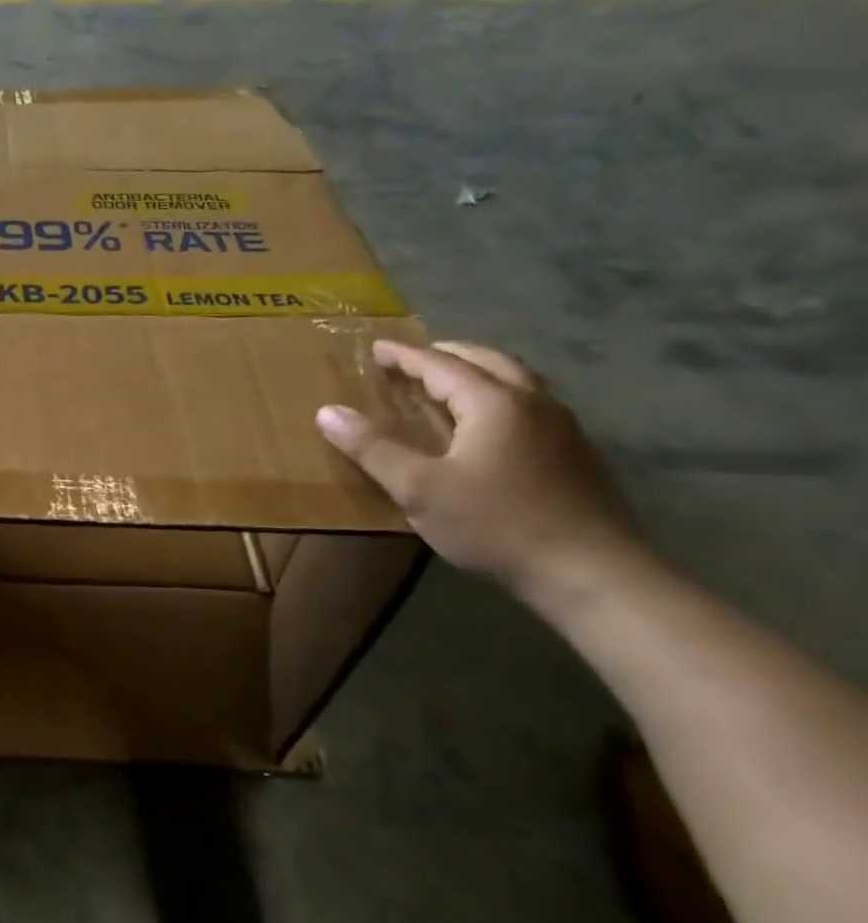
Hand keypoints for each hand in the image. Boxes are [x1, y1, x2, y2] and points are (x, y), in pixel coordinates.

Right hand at [316, 340, 644, 611]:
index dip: (405, 356)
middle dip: (448, 355)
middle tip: (415, 359)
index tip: (377, 348)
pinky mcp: (576, 456)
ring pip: (516, 382)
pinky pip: (530, 407)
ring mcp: (562, 429)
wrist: (594, 575)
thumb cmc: (497, 525)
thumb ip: (373, 448)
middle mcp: (533, 404)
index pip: (441, 364)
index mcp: (494, 403)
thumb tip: (327, 412)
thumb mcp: (420, 489)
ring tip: (449, 384)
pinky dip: (499, 398)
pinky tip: (488, 426)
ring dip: (478, 373)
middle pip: (488, 362)